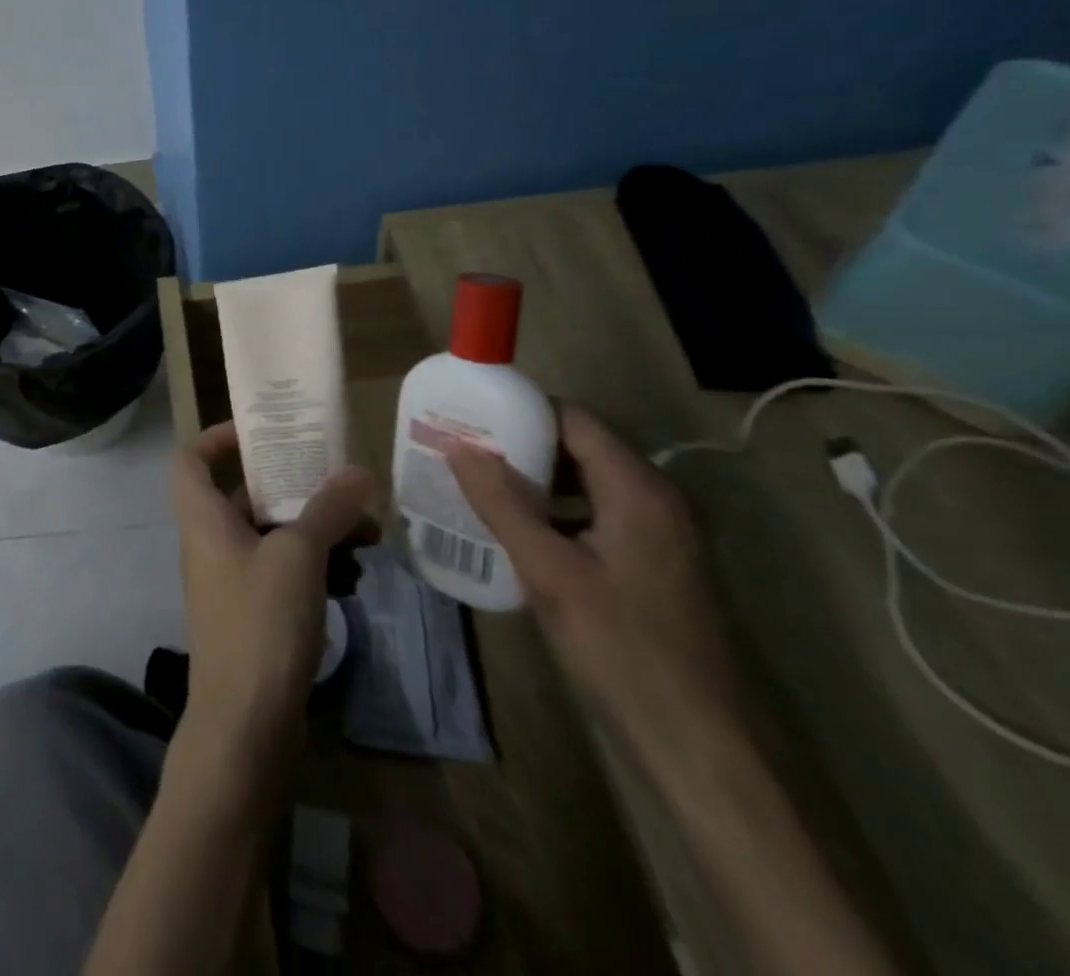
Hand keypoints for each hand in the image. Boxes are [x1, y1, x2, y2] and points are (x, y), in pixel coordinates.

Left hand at [171, 422, 377, 772]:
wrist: (246, 726)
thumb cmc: (260, 623)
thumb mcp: (298, 556)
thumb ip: (327, 509)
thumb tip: (358, 471)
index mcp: (203, 518)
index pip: (190, 459)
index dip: (218, 437)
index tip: (262, 432)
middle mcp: (211, 543)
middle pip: (244, 495)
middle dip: (295, 488)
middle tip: (340, 484)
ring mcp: (232, 581)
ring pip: (273, 536)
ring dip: (316, 530)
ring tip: (366, 536)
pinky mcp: (254, 614)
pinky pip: (283, 573)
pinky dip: (315, 567)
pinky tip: (355, 579)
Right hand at [445, 406, 742, 769]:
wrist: (699, 746)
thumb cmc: (621, 649)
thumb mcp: (548, 572)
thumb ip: (502, 503)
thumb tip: (457, 446)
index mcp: (640, 490)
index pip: (574, 420)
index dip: (521, 411)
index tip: (470, 415)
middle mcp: (659, 500)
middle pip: (582, 448)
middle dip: (522, 445)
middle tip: (465, 450)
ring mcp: (663, 534)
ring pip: (589, 483)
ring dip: (537, 480)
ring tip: (480, 484)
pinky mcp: (657, 565)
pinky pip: (599, 515)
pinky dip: (557, 511)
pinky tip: (518, 531)